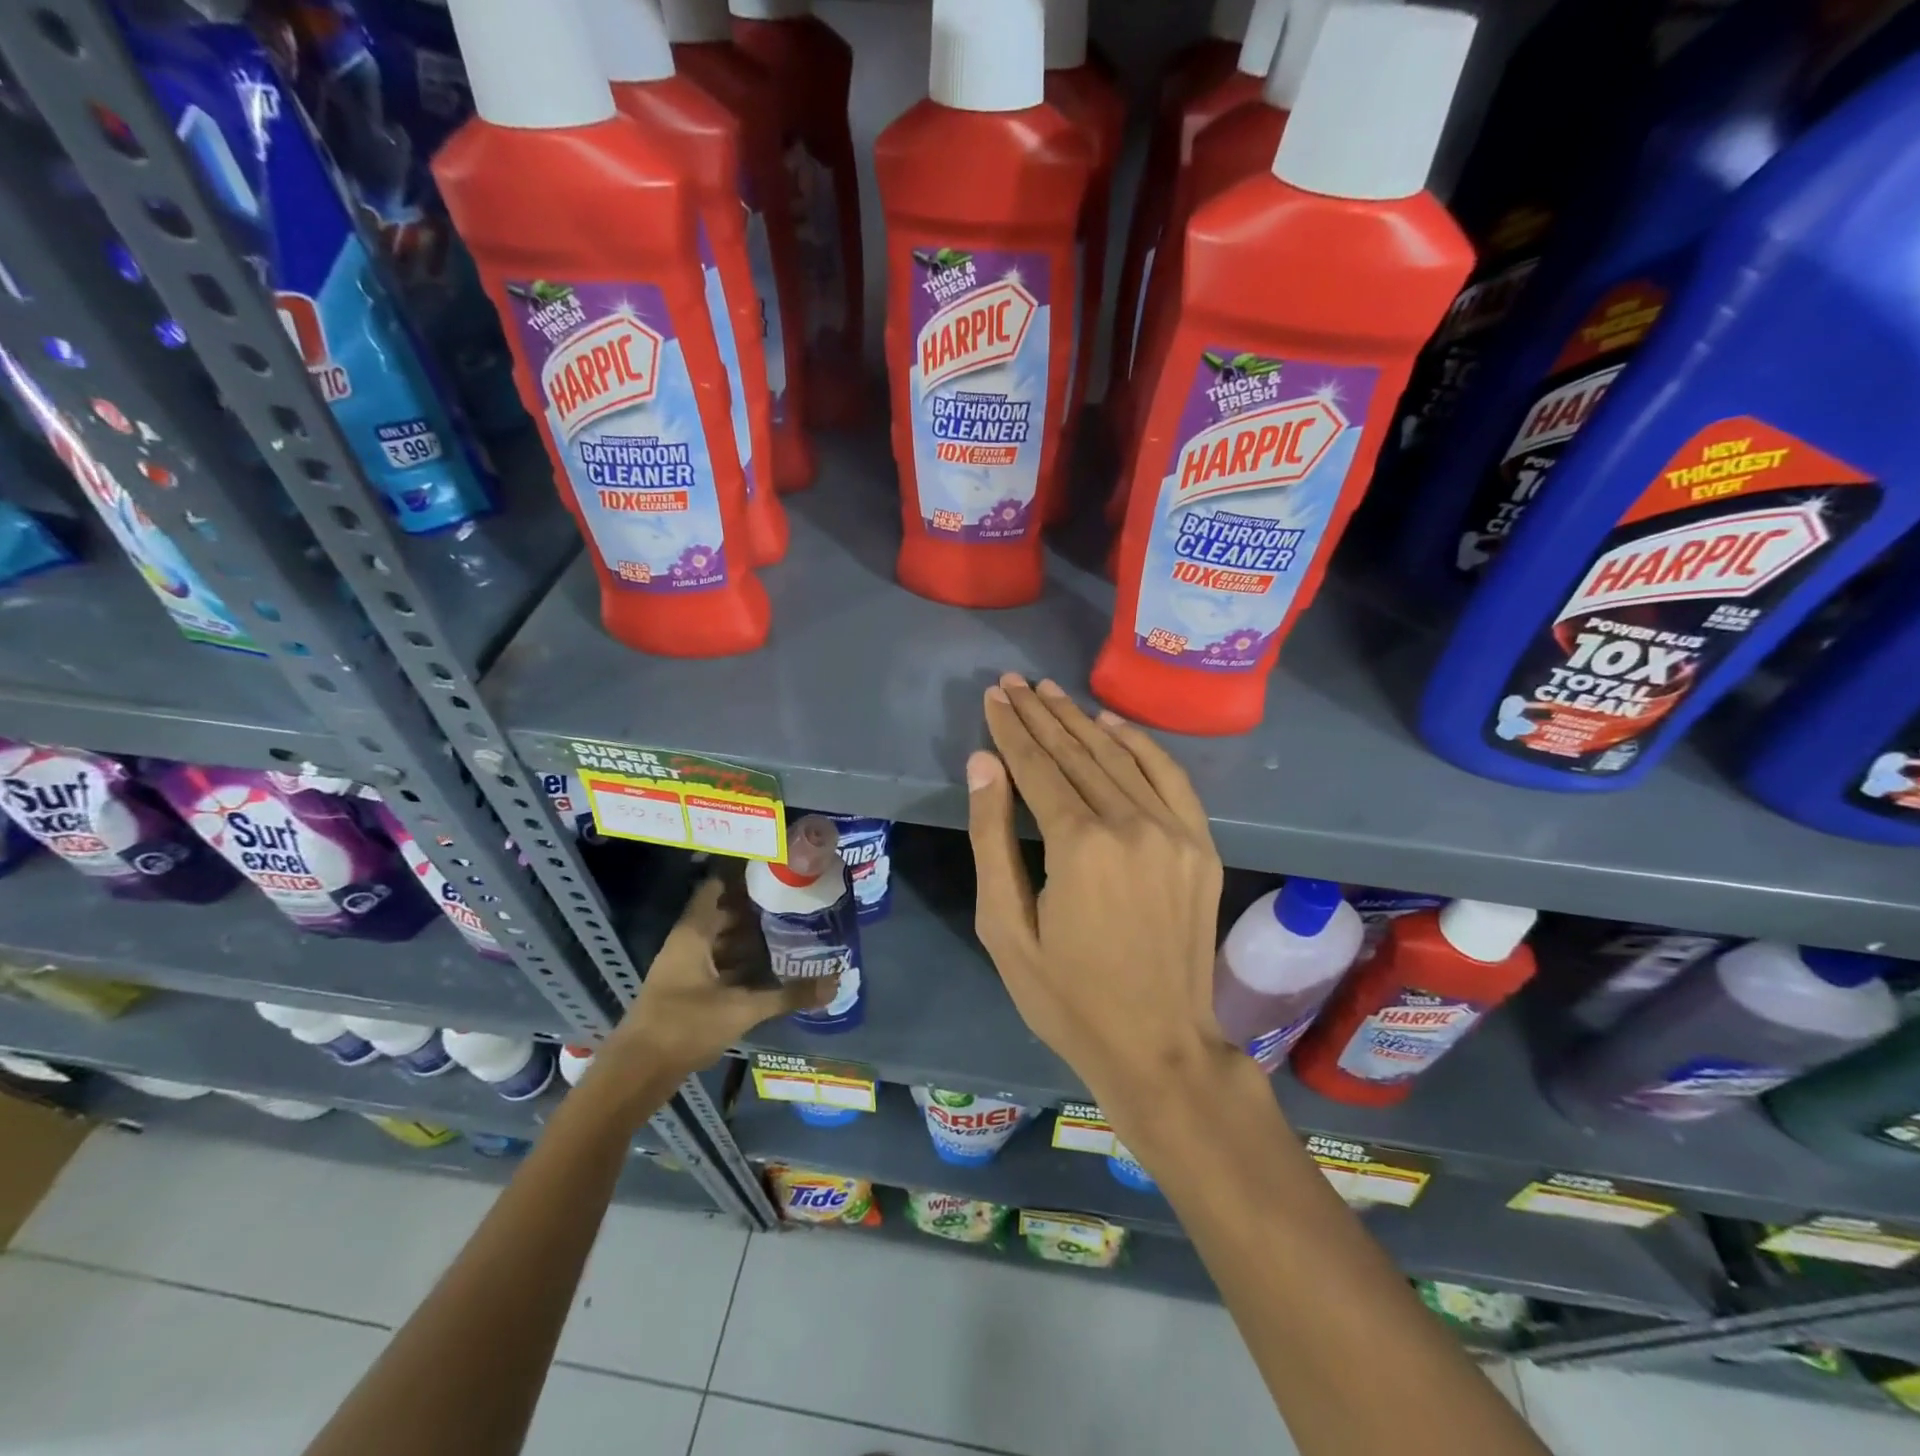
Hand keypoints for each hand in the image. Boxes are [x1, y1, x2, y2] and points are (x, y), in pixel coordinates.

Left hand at [601, 878, 833, 1084]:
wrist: (638, 1073)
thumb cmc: (685, 1026)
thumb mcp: (742, 1009)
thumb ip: (787, 995)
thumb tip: (833, 984)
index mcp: (693, 934)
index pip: (715, 889)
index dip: (741, 877)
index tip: (774, 870)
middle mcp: (687, 944)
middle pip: (722, 915)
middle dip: (755, 910)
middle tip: (793, 902)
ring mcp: (685, 968)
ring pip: (721, 942)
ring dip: (749, 939)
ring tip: (789, 931)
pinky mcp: (687, 992)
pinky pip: (719, 965)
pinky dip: (741, 963)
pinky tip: (769, 969)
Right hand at [965, 673, 1230, 1126]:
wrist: (1159, 1046)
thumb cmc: (1067, 997)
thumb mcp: (1005, 928)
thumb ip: (991, 839)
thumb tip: (984, 764)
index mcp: (1078, 846)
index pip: (1037, 767)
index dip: (1012, 729)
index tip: (994, 696)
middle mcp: (1130, 824)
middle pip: (1077, 752)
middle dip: (1041, 714)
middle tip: (1015, 682)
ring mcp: (1174, 832)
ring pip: (1120, 757)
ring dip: (1081, 721)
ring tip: (1051, 692)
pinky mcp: (1200, 845)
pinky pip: (1169, 777)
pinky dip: (1140, 744)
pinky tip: (1112, 723)